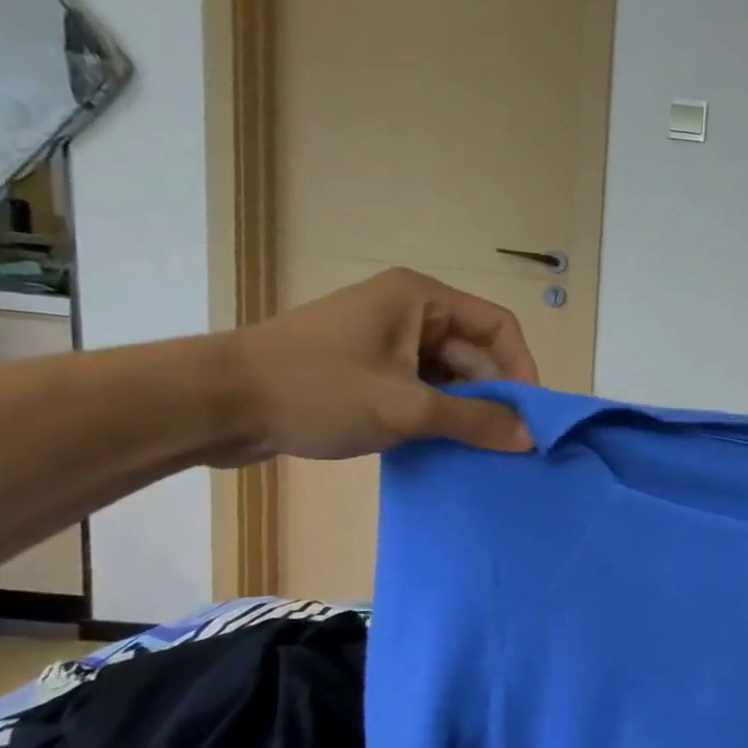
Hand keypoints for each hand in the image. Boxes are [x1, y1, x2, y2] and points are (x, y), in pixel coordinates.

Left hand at [214, 268, 539, 463]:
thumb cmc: (318, 390)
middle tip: (509, 441)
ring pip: (448, 373)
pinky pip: (420, 387)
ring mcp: (384, 339)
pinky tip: (444, 445)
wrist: (216, 404)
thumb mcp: (407, 408)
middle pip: (474, 352)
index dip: (522, 369)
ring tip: (480, 448)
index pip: (498, 327)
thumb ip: (475, 421)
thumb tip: (532, 438)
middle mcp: (408, 311)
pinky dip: (437, 414)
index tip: (530, 415)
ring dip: (466, 409)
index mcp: (420, 298)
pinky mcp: (365, 368)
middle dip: (494, 395)